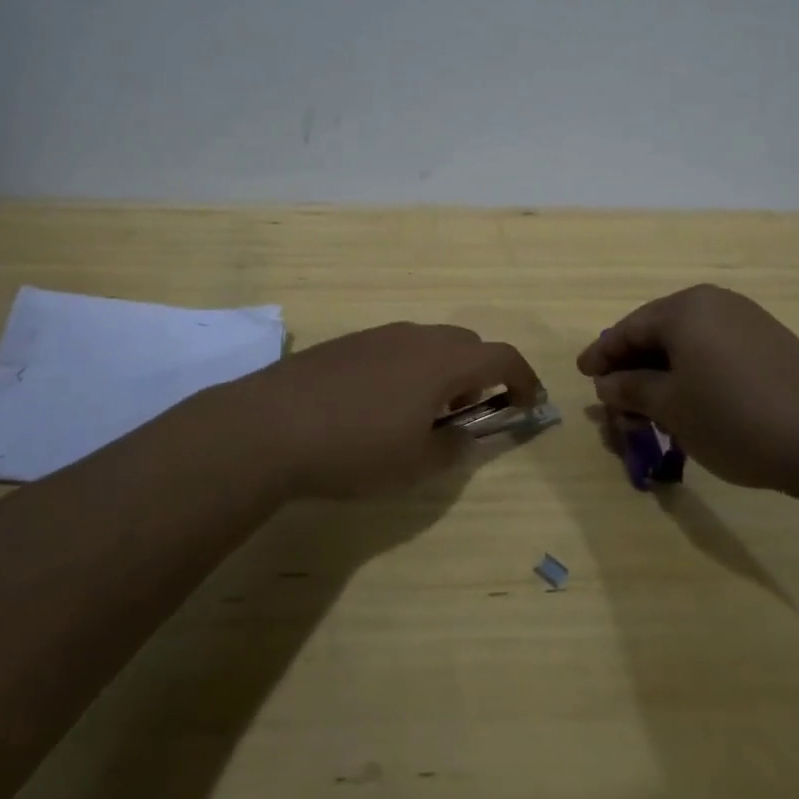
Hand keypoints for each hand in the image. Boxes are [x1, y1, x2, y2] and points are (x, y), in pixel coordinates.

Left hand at [219, 322, 543, 497]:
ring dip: (443, 370)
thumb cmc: (355, 448)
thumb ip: (453, 448)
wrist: (270, 425)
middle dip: (481, 374)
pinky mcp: (349, 342)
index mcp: (443, 362)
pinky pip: (396, 347)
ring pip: (430, 343)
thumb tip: (467, 435)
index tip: (528, 405)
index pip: (502, 357)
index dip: (523, 379)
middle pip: (467, 344)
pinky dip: (409, 368)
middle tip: (471, 412)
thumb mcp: (415, 463)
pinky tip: (380, 404)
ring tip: (424, 412)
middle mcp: (417, 336)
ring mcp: (380, 334)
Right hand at [578, 285, 798, 495]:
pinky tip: (693, 402)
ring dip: (664, 373)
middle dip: (633, 366)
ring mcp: (749, 321)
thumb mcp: (670, 407)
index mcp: (685, 309)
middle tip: (615, 398)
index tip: (583, 374)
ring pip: (689, 344)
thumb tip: (607, 383)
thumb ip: (631, 389)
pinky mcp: (773, 344)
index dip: (602, 354)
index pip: (629, 328)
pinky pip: (717, 351)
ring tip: (652, 407)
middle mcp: (715, 303)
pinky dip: (695, 373)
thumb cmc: (734, 417)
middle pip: (659, 332)